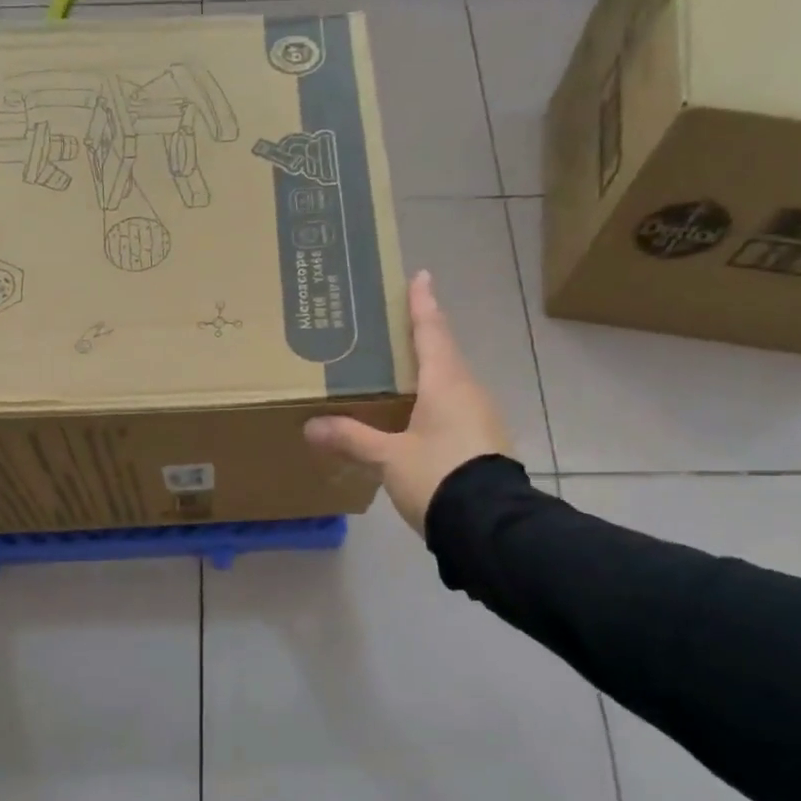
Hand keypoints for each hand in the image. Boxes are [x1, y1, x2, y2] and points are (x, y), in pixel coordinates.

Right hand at [304, 270, 510, 534]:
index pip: (431, 332)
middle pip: (442, 355)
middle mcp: (468, 391)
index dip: (422, 304)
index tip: (420, 276)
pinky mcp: (482, 442)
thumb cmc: (438, 476)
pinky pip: (454, 409)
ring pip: (449, 384)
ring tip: (398, 373)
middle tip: (394, 327)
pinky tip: (415, 418)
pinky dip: (433, 403)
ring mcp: (480, 417)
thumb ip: (352, 439)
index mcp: (446, 383)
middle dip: (421, 337)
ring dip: (427, 373)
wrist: (489, 525)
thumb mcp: (388, 458)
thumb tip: (312, 426)